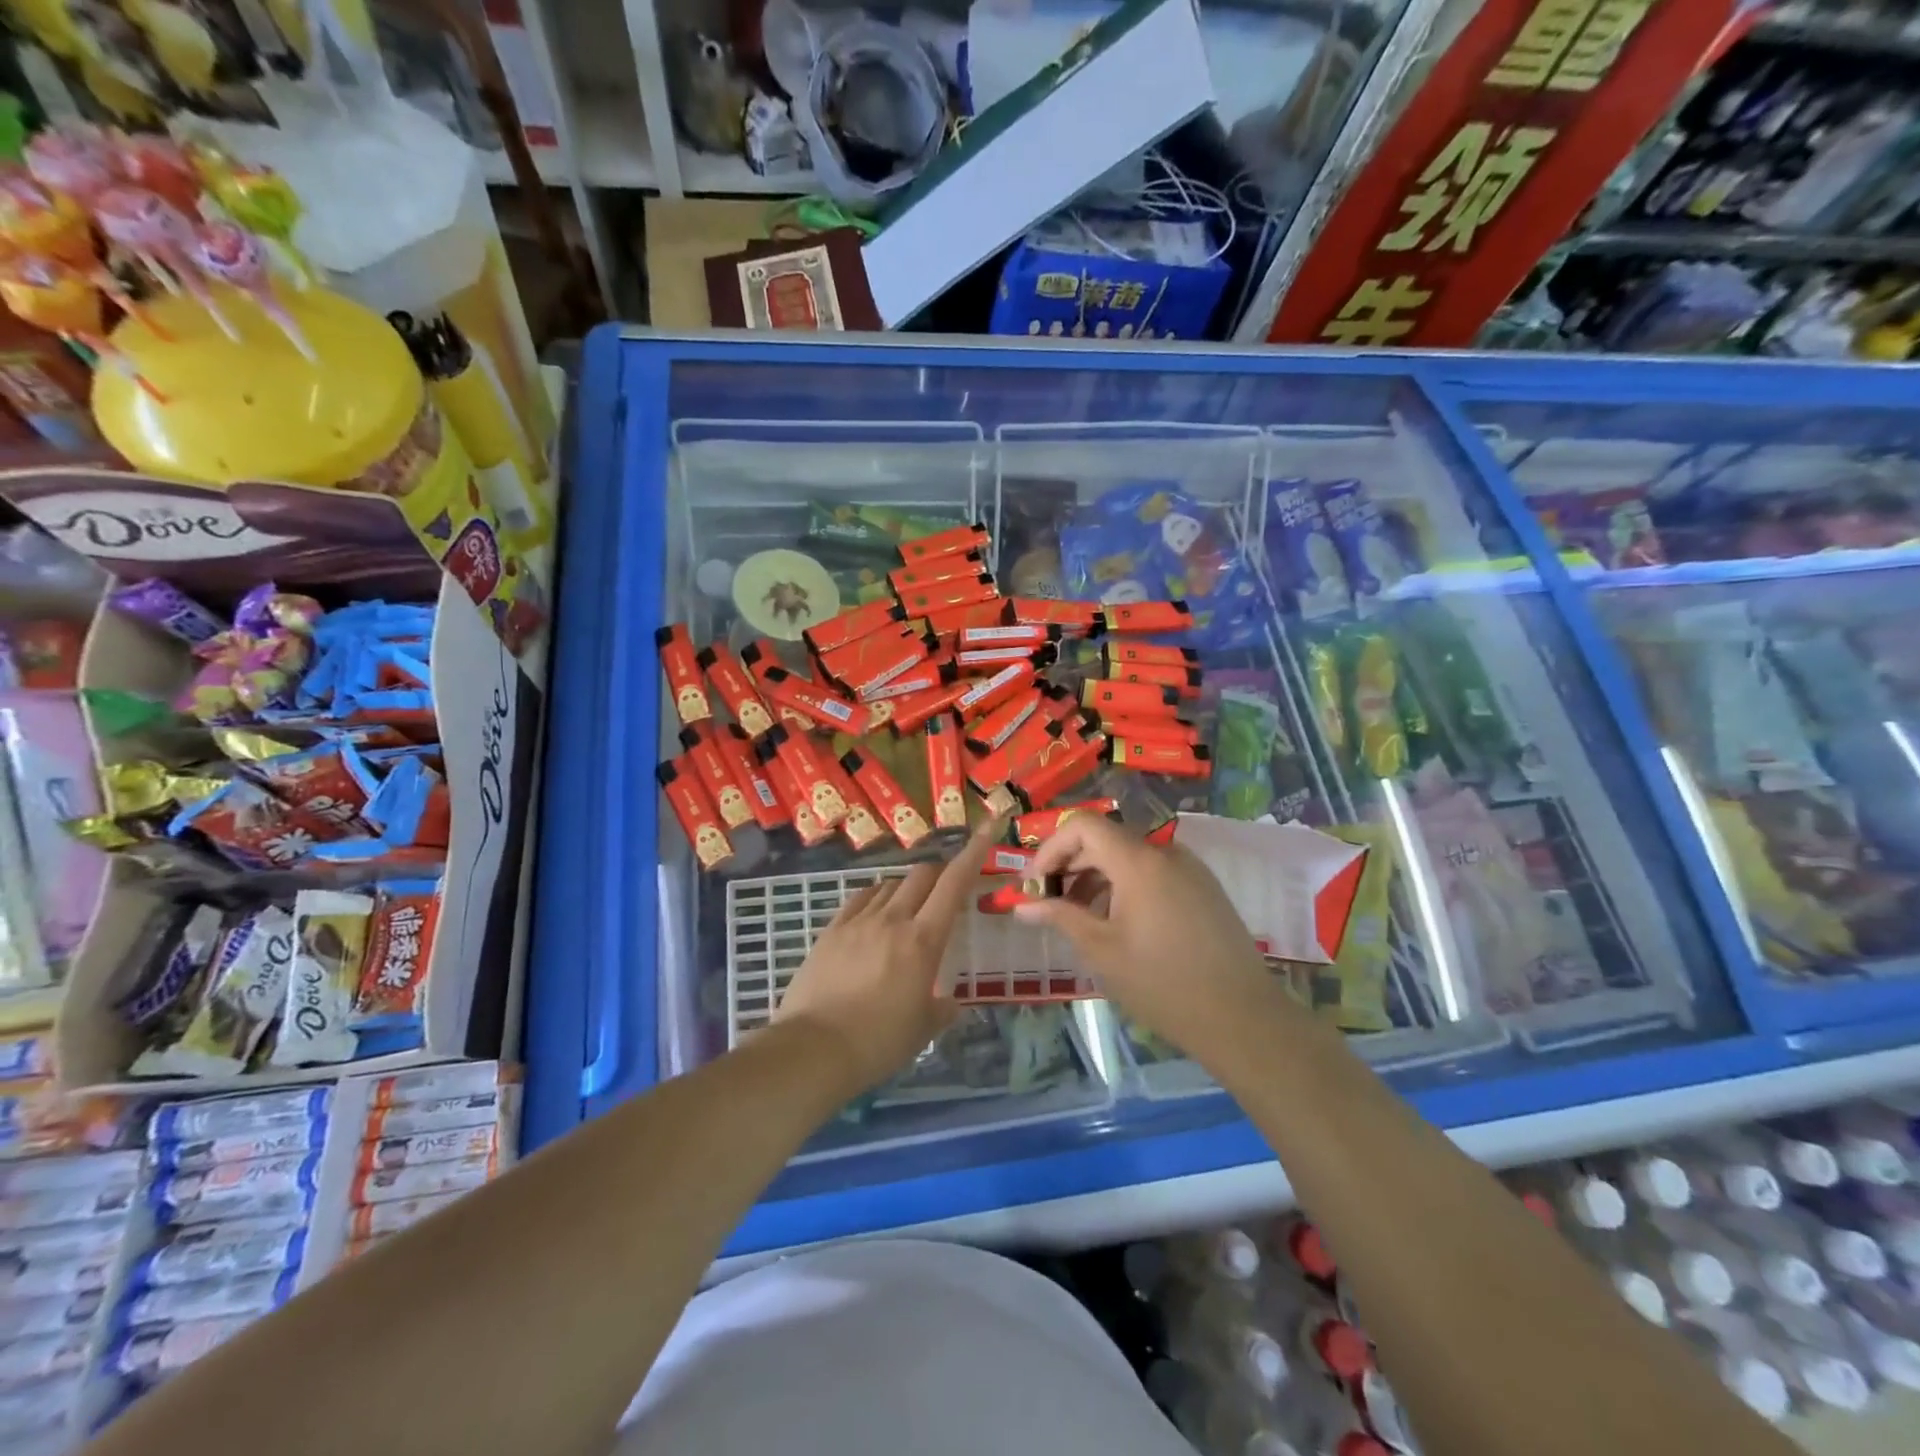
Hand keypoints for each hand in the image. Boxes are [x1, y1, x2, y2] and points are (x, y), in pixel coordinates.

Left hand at [775, 819, 1001, 1092]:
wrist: (814, 1049)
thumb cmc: (879, 1042)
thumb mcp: (922, 1029)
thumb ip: (942, 1009)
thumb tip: (951, 1003)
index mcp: (923, 940)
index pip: (954, 884)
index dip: (974, 852)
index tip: (988, 827)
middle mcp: (892, 919)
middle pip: (921, 875)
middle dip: (938, 874)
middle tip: (945, 891)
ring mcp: (858, 921)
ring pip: (889, 885)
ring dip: (906, 889)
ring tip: (907, 911)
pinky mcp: (831, 930)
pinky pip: (859, 899)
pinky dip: (875, 898)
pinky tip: (874, 914)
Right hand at [1013, 813, 1279, 1060]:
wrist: (1243, 1019)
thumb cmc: (1163, 984)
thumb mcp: (1102, 951)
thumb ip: (1060, 917)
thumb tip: (1021, 904)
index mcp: (1139, 862)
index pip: (1084, 825)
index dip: (1052, 847)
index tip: (1036, 884)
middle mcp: (1166, 853)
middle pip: (1106, 839)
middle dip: (1071, 865)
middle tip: (1049, 902)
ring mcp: (1190, 869)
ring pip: (1130, 856)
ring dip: (1097, 877)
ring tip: (1080, 918)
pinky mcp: (1204, 888)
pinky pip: (1154, 872)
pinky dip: (1126, 886)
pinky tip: (1118, 923)